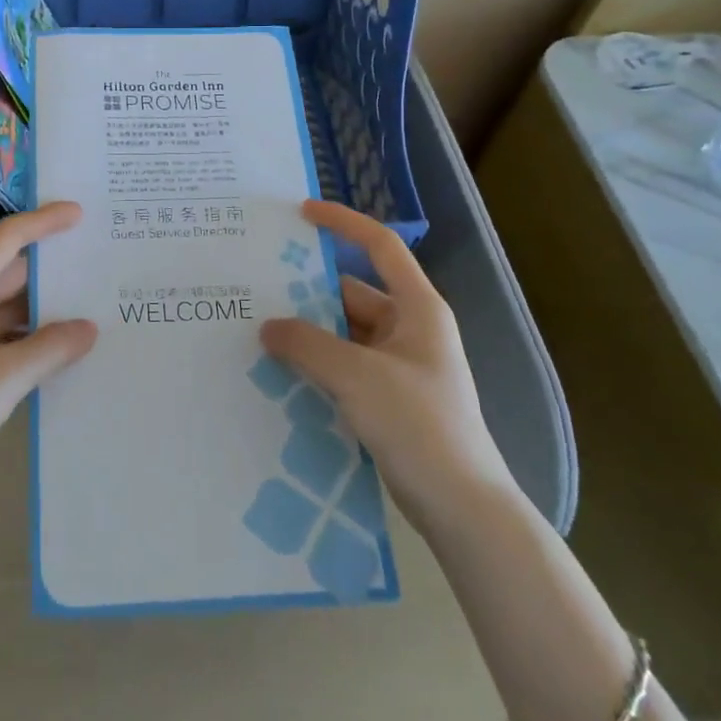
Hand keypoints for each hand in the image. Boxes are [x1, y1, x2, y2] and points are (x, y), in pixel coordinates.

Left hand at [0, 202, 96, 500]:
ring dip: (45, 302)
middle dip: (50, 262)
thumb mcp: (4, 378)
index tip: (79, 214)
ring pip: (11, 303)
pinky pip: (8, 333)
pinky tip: (64, 347)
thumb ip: (50, 349)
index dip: (42, 221)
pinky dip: (35, 332)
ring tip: (91, 300)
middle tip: (95, 257)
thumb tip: (90, 327)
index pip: (7, 240)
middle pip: (10, 269)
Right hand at [261, 200, 513, 529]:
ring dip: (308, 332)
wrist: (462, 508)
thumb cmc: (419, 425)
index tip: (302, 212)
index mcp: (418, 308)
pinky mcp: (389, 398)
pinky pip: (345, 365)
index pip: (380, 246)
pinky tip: (281, 372)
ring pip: (344, 333)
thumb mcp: (356, 376)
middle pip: (352, 292)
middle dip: (308, 290)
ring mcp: (399, 366)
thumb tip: (268, 327)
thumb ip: (307, 344)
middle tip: (258, 286)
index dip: (343, 222)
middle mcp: (410, 329)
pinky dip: (317, 363)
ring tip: (258, 329)